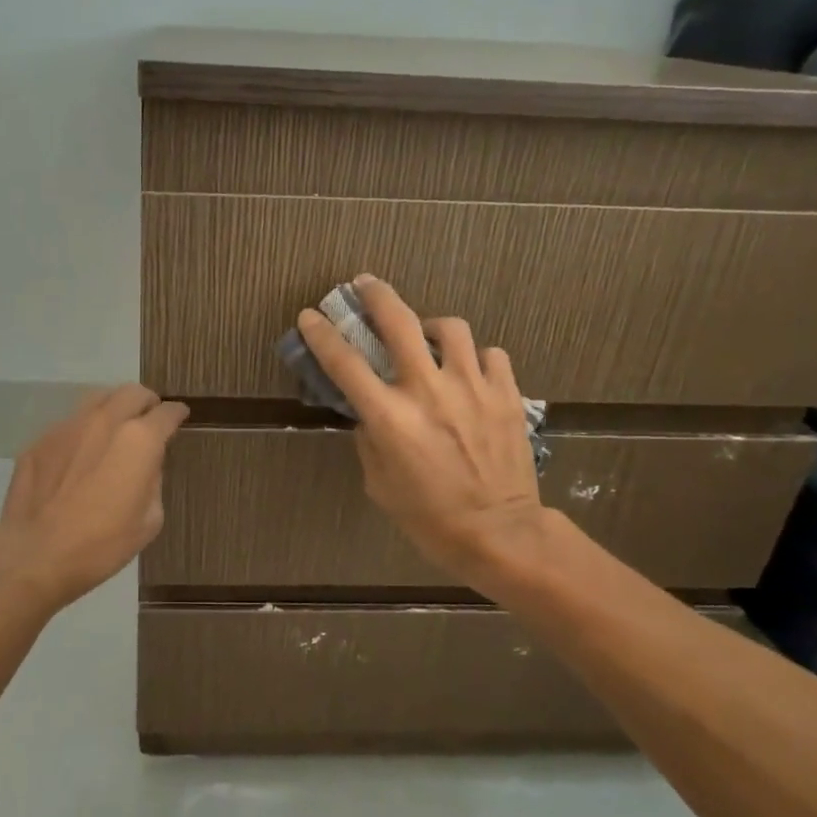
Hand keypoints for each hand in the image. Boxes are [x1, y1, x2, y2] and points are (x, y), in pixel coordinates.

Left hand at [0, 384, 188, 609]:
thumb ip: (153, 482)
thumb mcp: (149, 521)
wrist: (35, 555)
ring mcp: (68, 427)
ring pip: (98, 399)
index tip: (179, 417)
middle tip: (149, 418)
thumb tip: (146, 465)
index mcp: (139, 440)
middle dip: (146, 402)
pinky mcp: (40, 441)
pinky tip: (79, 456)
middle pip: (132, 392)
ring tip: (115, 428)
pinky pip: (69, 424)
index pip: (166, 413)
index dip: (176, 414)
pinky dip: (82, 431)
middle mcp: (105, 422)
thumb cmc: (102, 545)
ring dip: (113, 408)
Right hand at [297, 277, 551, 587]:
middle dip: (377, 295)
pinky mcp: (507, 393)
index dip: (322, 334)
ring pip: (451, 328)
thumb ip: (369, 439)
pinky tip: (470, 372)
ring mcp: (472, 387)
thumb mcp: (379, 484)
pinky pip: (490, 354)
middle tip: (366, 284)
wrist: (500, 533)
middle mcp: (428, 390)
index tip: (310, 315)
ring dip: (432, 327)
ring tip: (429, 339)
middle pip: (399, 322)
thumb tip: (368, 412)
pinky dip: (475, 357)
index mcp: (390, 417)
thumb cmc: (429, 518)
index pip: (344, 363)